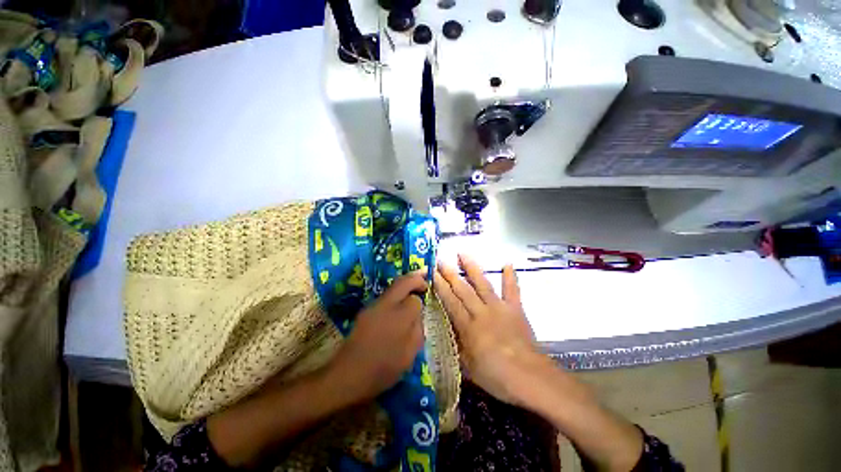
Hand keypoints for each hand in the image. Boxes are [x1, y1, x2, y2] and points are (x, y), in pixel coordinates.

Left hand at [326, 272, 426, 404]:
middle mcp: (385, 305)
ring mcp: (372, 306)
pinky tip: (395, 312)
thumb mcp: (409, 355)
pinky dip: (394, 298)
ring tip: (411, 296)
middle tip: (423, 284)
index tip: (424, 304)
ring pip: (392, 288)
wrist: (347, 375)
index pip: (414, 300)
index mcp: (399, 317)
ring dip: (404, 288)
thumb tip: (417, 315)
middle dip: (415, 279)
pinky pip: (384, 298)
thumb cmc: (383, 369)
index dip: (421, 302)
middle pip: (403, 282)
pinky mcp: (364, 312)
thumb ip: (417, 330)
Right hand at [434, 255, 550, 404]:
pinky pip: (512, 290)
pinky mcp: (515, 309)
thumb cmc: (496, 376)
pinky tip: (507, 263)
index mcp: (468, 326)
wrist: (530, 377)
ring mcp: (499, 308)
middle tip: (441, 260)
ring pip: (482, 284)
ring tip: (463, 253)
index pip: (450, 302)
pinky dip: (510, 277)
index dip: (440, 287)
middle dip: (451, 274)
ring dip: (472, 268)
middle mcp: (481, 312)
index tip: (433, 273)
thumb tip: (445, 334)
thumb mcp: (468, 368)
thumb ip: (456, 347)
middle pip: (463, 289)